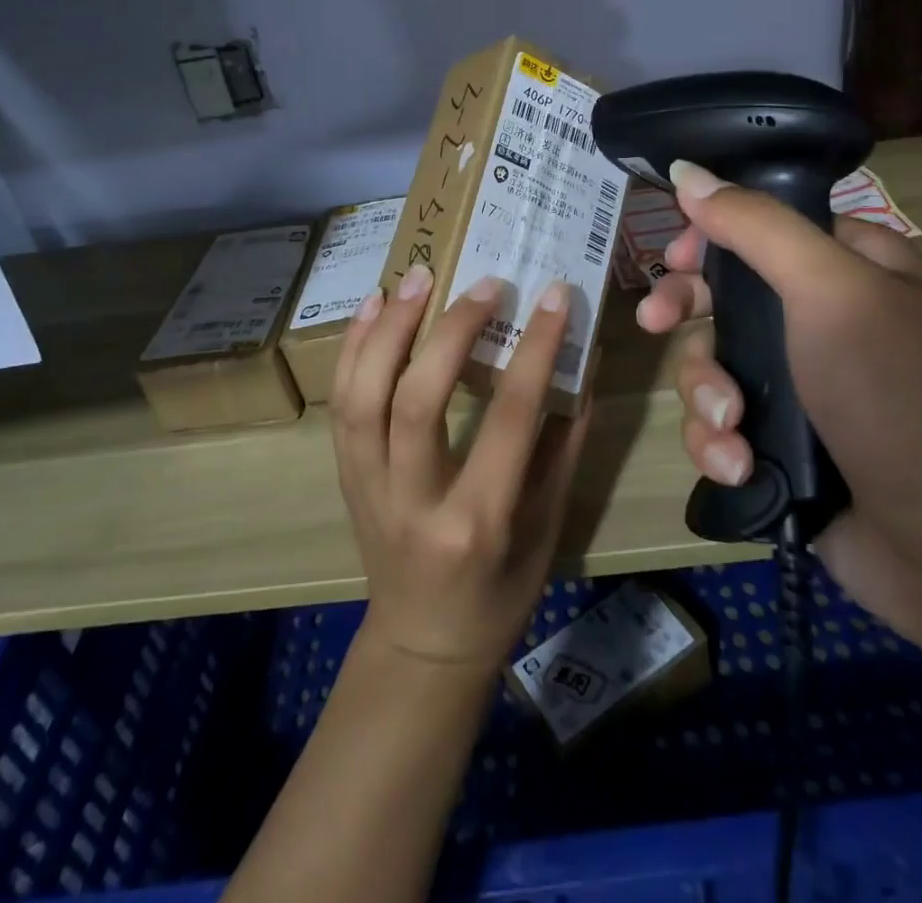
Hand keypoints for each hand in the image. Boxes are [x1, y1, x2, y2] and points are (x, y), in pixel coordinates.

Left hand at [330, 264, 589, 673]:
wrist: (423, 644)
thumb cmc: (500, 593)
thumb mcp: (548, 527)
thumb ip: (563, 445)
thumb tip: (580, 365)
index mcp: (478, 521)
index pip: (509, 418)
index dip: (535, 350)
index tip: (554, 297)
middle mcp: (414, 501)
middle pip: (418, 400)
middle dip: (451, 331)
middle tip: (484, 283)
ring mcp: (368, 487)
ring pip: (363, 396)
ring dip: (387, 328)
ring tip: (417, 277)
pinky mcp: (345, 476)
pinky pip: (341, 404)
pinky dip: (353, 348)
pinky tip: (372, 305)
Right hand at [638, 161, 921, 635]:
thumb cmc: (898, 396)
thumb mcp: (831, 292)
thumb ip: (756, 227)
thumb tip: (686, 172)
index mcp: (852, 266)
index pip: (762, 225)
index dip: (710, 236)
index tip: (674, 257)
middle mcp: (824, 319)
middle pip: (725, 293)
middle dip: (687, 312)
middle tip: (654, 322)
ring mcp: (802, 385)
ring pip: (713, 364)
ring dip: (706, 396)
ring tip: (731, 430)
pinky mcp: (782, 444)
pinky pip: (721, 424)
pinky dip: (720, 445)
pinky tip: (739, 467)